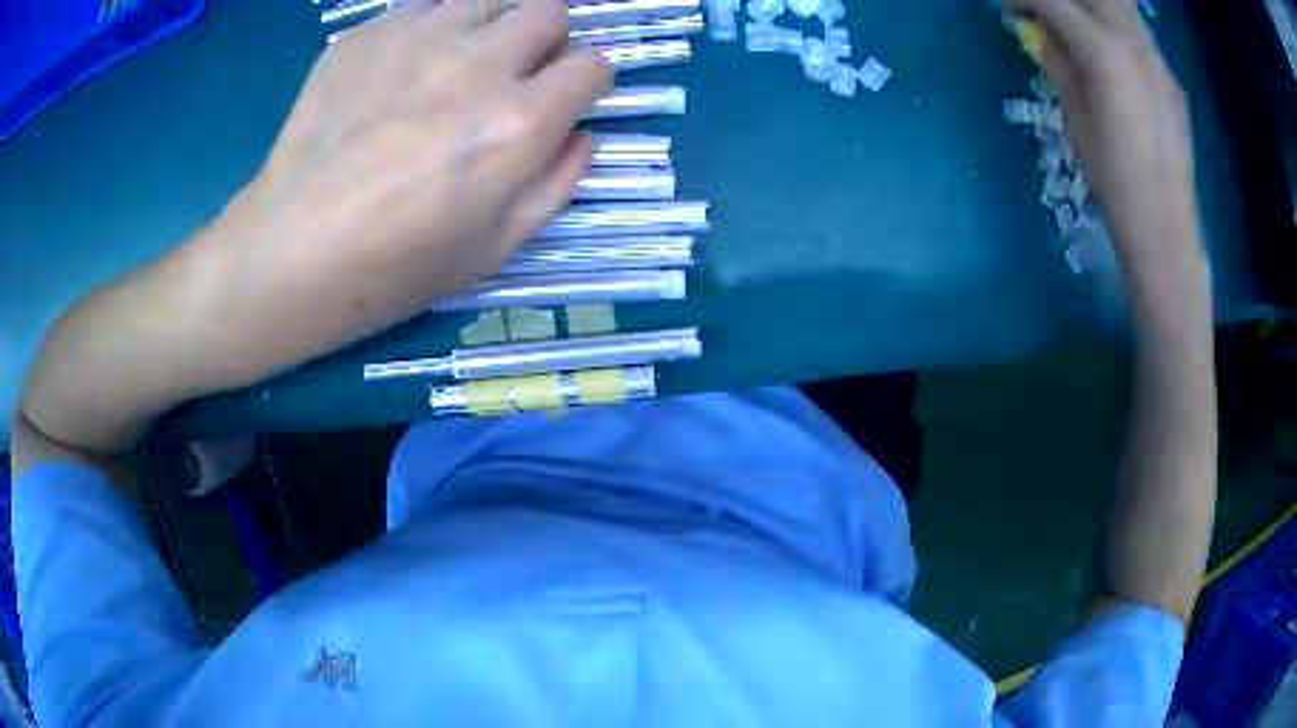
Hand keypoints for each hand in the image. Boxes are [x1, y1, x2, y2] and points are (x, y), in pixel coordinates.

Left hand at [201, 0, 612, 384]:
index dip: (587, 82)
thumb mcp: (496, 249)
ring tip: (467, 58)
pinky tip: (412, 62)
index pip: (593, 65)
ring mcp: (419, 38)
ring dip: (495, 22)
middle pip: (550, 11)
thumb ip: (557, 185)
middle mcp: (478, 64)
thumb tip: (582, 135)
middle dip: (549, 40)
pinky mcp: (369, 33)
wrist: (292, 250)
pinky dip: (437, 23)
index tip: (566, 98)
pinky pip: (427, 3)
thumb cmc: (395, 266)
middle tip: (517, 73)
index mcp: (518, 123)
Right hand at [1006, 0, 1200, 270]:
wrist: (1166, 231)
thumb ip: (1056, 61)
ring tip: (1076, 25)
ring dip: (1094, 7)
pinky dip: (1117, 27)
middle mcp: (1136, 43)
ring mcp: (1159, 60)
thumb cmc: (1114, 182)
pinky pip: (1140, 34)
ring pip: (1122, 5)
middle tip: (1046, 11)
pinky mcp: (1171, 79)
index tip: (1006, 5)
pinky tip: (1109, 52)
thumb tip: (1035, 30)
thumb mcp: (1074, 116)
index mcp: (1106, 54)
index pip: (1054, 1)